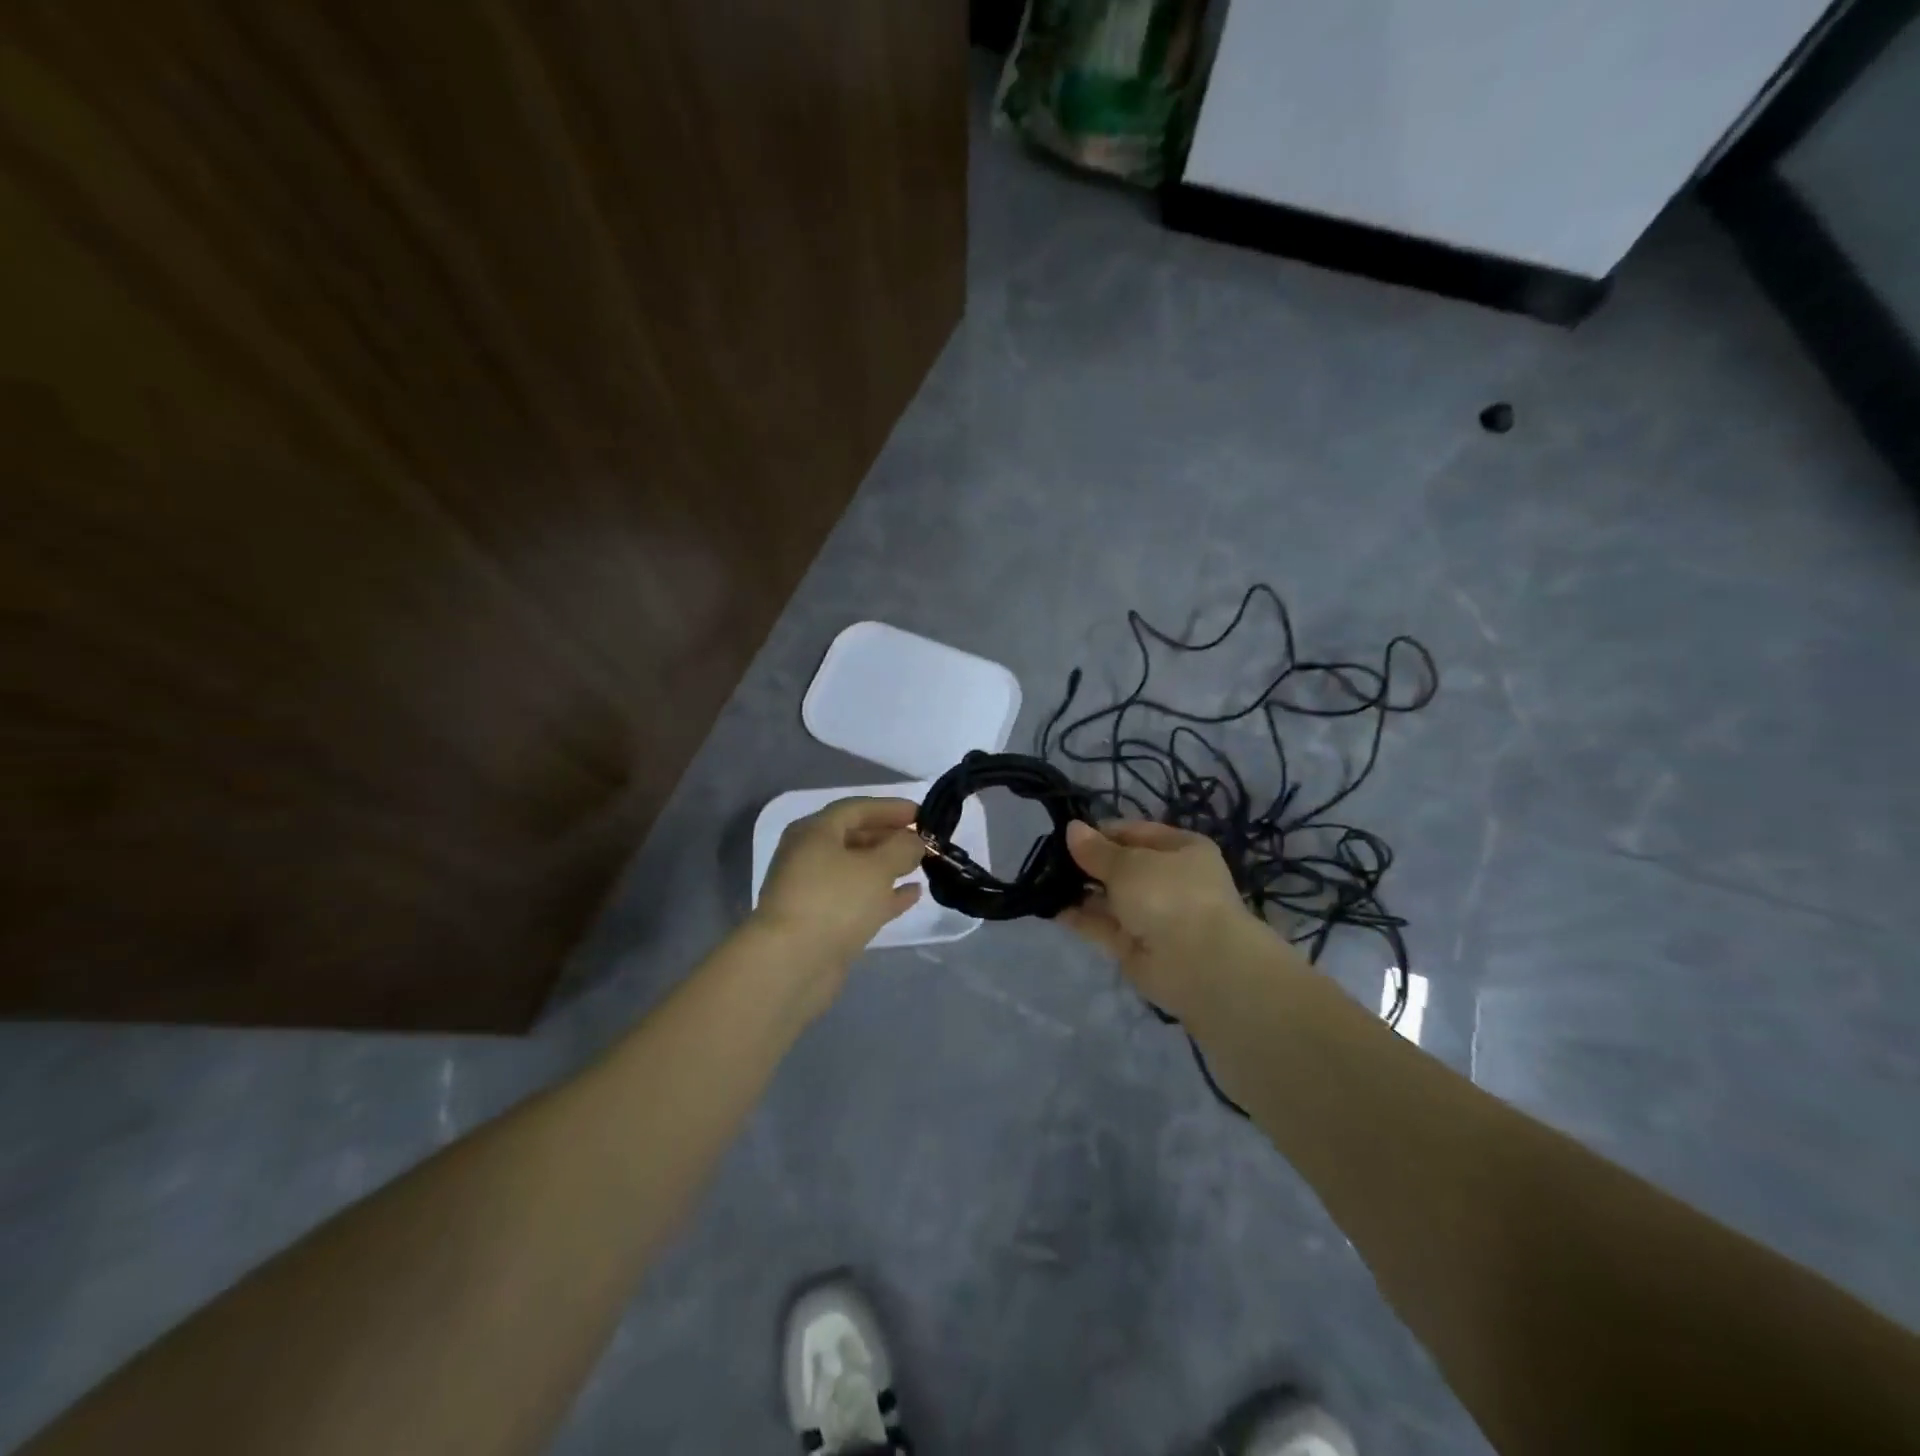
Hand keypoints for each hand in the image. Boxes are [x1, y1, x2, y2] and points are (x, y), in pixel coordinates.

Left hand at [753, 796, 924, 980]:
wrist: (791, 964)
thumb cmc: (834, 901)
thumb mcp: (876, 867)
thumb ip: (902, 848)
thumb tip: (914, 842)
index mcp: (815, 832)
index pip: (856, 808)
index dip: (891, 808)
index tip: (922, 814)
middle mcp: (809, 856)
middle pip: (855, 838)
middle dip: (890, 837)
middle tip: (924, 841)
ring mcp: (814, 891)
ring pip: (857, 870)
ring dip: (888, 866)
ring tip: (920, 865)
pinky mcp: (822, 922)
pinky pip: (858, 898)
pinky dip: (884, 894)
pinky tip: (912, 895)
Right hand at [1059, 819, 1264, 1020]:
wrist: (1198, 964)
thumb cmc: (1169, 894)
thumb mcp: (1129, 863)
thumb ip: (1097, 850)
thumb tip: (1072, 828)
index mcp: (1181, 849)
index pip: (1135, 832)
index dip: (1101, 832)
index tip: (1067, 835)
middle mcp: (1169, 880)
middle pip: (1121, 866)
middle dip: (1087, 863)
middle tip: (1048, 858)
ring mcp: (1153, 915)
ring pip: (1110, 897)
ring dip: (1081, 890)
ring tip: (1044, 880)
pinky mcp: (1135, 946)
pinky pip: (1103, 926)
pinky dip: (1080, 918)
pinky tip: (1051, 907)